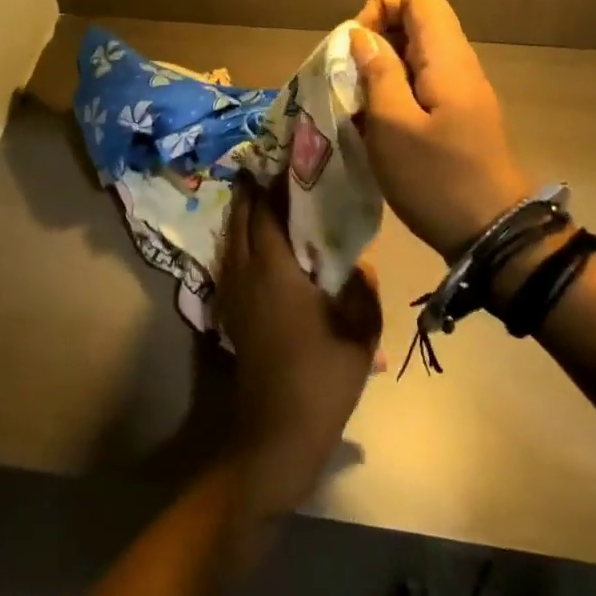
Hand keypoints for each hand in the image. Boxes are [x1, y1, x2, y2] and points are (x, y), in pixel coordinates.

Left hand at [217, 175, 381, 514]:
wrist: (276, 434)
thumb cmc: (320, 380)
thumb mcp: (359, 336)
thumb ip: (363, 293)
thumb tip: (360, 265)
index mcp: (275, 270)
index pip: (265, 213)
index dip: (271, 185)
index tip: (283, 161)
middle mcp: (247, 273)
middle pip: (240, 220)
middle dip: (250, 194)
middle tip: (266, 171)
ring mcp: (234, 294)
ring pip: (232, 241)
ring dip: (243, 217)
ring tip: (262, 200)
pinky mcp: (231, 314)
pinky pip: (232, 262)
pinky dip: (241, 242)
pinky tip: (259, 247)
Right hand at [351, 0, 529, 260]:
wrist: (494, 235)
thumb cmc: (437, 179)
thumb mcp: (393, 126)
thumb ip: (377, 74)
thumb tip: (361, 37)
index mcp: (447, 58)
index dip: (381, 7)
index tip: (356, 46)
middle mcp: (458, 65)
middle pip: (416, 23)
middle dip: (375, 41)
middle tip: (349, 79)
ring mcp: (461, 92)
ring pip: (415, 56)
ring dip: (381, 71)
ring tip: (357, 106)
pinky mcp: (458, 116)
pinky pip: (422, 85)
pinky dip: (394, 94)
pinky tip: (377, 127)